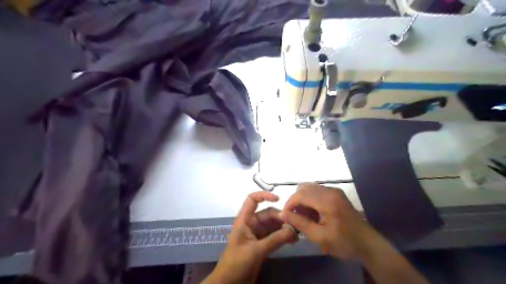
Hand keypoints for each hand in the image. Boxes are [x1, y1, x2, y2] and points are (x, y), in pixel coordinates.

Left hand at [203, 191, 296, 283]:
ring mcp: (257, 234)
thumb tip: (293, 230)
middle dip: (281, 218)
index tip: (279, 199)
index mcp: (245, 220)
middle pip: (268, 214)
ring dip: (284, 228)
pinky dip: (283, 236)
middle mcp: (251, 224)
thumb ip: (275, 239)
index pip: (252, 200)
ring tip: (297, 236)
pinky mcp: (262, 244)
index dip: (264, 195)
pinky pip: (274, 236)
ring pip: (273, 225)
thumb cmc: (237, 263)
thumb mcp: (256, 251)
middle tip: (296, 226)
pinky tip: (292, 241)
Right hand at [280, 184, 378, 259]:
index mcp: (326, 201)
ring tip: (304, 216)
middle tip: (295, 217)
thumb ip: (299, 223)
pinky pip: (317, 191)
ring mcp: (335, 190)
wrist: (368, 243)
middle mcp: (330, 190)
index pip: (300, 195)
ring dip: (303, 200)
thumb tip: (282, 214)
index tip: (285, 216)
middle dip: (295, 201)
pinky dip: (311, 199)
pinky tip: (313, 213)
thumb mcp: (319, 236)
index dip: (289, 204)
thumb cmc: (344, 242)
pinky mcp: (337, 193)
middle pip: (304, 188)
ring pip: (310, 188)